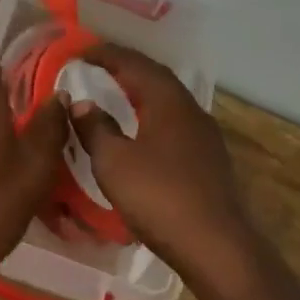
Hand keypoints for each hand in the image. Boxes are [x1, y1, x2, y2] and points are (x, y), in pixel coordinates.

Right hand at [70, 43, 269, 299]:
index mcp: (169, 103)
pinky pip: (176, 124)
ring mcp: (206, 138)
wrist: (218, 248)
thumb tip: (81, 102)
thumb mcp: (114, 162)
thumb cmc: (160, 198)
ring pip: (169, 102)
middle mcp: (192, 111)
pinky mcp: (210, 162)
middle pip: (157, 79)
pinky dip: (153, 116)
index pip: (136, 65)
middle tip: (98, 65)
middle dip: (127, 68)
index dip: (107, 54)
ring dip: (142, 92)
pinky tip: (142, 132)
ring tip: (117, 94)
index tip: (81, 50)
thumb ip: (95, 128)